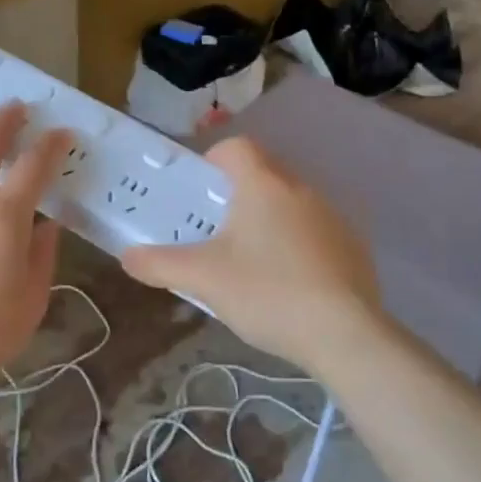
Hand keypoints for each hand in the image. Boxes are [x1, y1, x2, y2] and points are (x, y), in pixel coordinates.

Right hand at [120, 137, 385, 368]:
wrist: (345, 334)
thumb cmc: (267, 292)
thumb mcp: (203, 279)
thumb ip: (159, 264)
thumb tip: (127, 257)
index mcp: (263, 185)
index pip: (236, 147)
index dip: (212, 160)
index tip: (198, 191)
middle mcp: (300, 189)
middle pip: (263, 174)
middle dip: (236, 195)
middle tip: (214, 231)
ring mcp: (332, 217)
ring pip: (290, 204)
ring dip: (268, 220)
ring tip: (250, 262)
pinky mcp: (353, 247)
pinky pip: (315, 231)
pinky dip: (296, 245)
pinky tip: (288, 284)